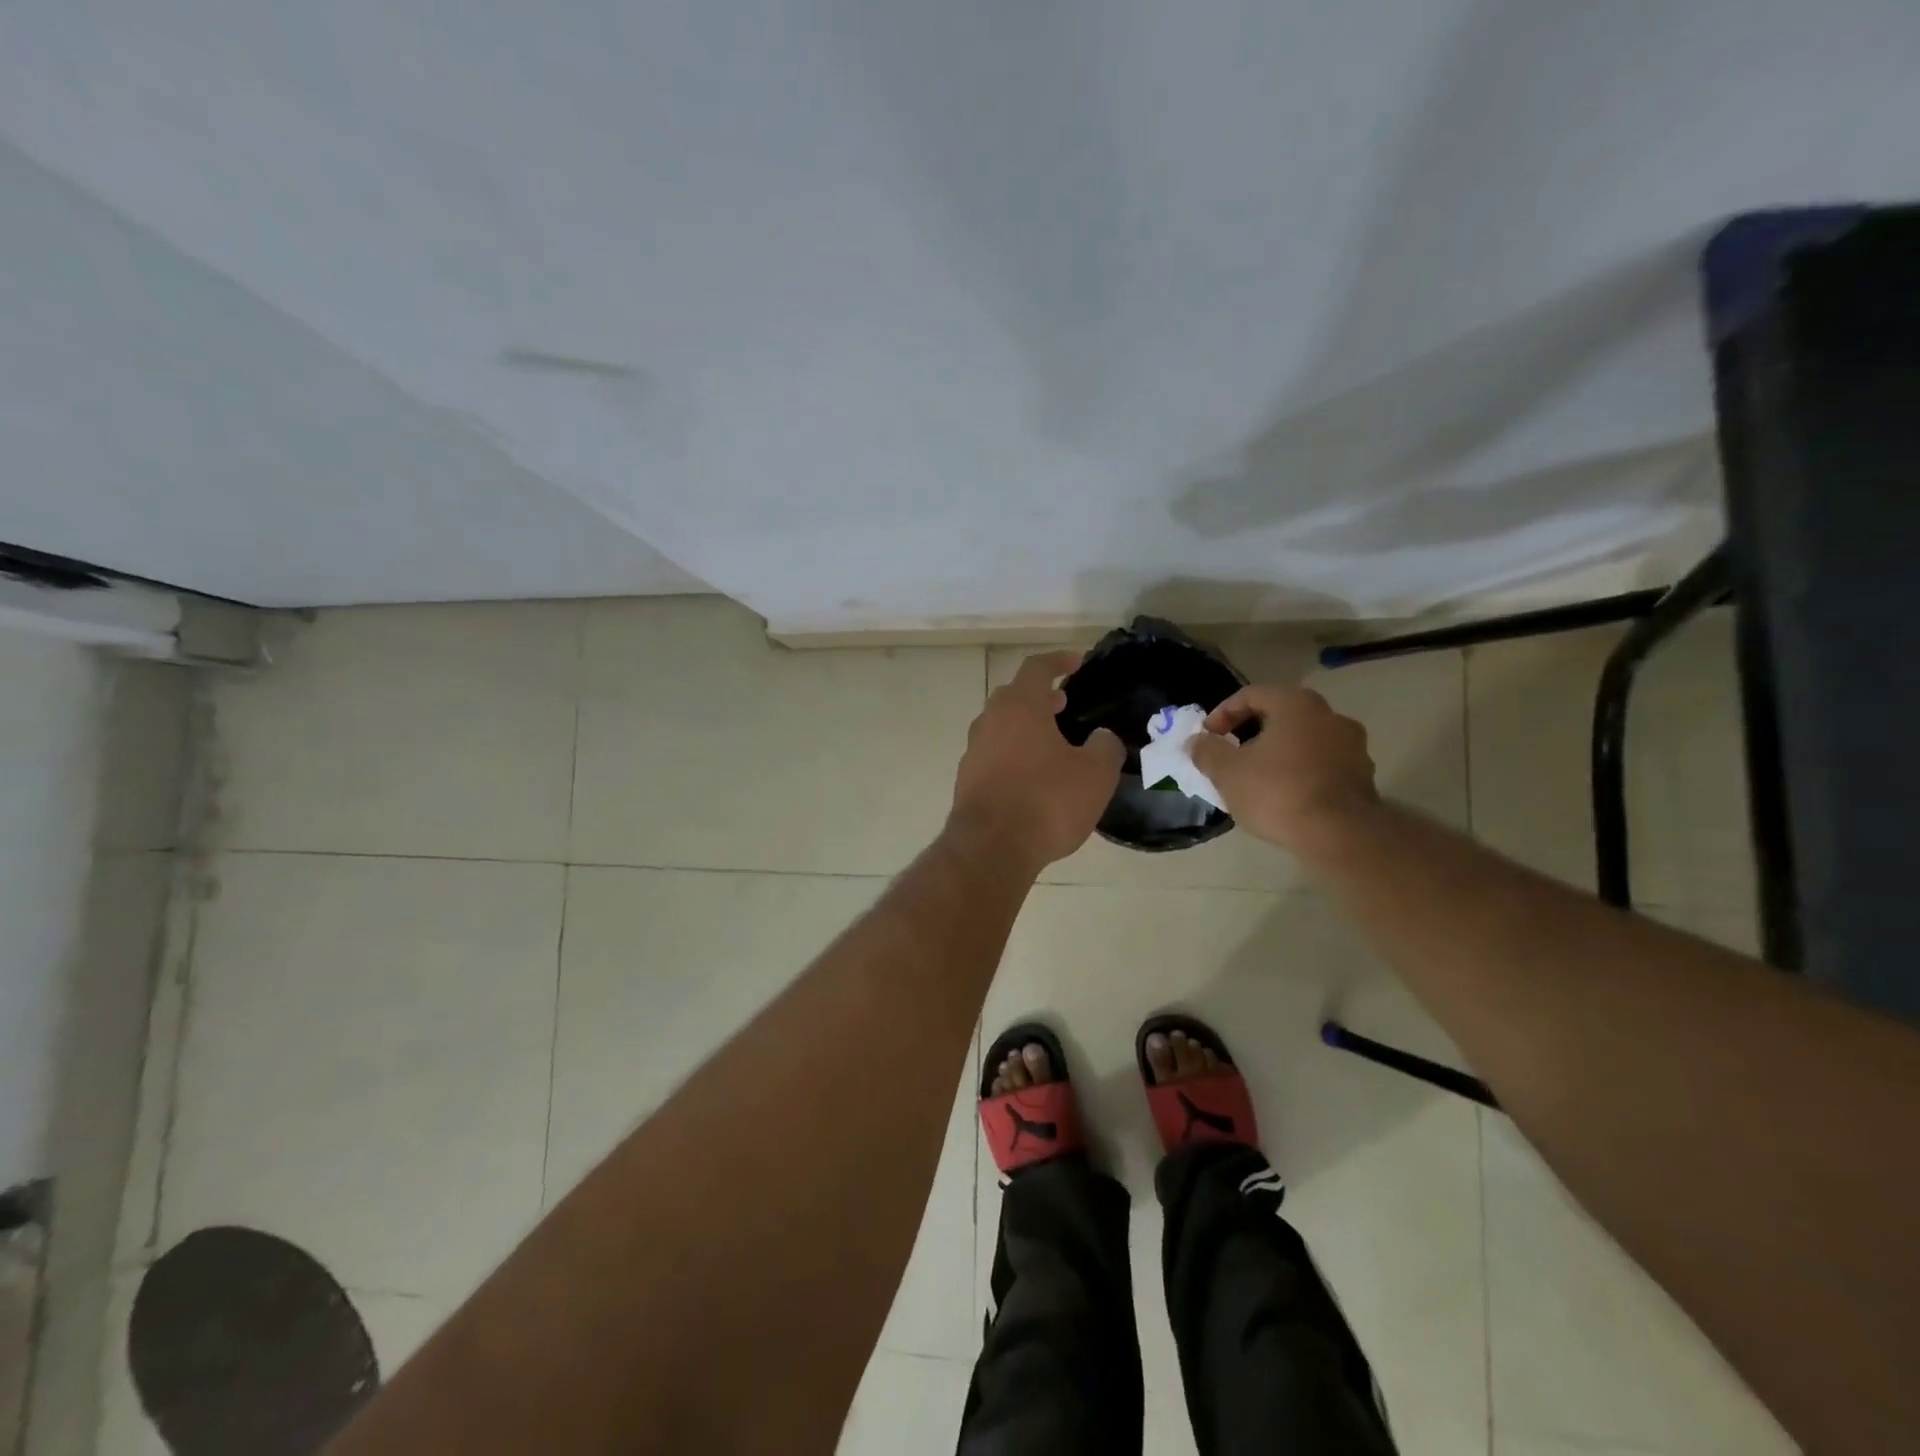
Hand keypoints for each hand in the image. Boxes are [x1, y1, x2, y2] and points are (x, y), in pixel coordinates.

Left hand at [949, 651, 1125, 870]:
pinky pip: (993, 756)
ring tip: (1052, 743)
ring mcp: (973, 751)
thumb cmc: (1047, 800)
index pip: (1037, 668)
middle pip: (1014, 696)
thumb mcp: (1095, 773)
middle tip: (1064, 704)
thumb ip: (1105, 747)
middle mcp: (989, 721)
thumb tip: (1102, 738)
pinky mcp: (966, 781)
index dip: (1059, 660)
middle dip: (1040, 696)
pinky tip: (1032, 778)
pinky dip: (1013, 755)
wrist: (991, 848)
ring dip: (1025, 727)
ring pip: (1000, 726)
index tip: (1077, 662)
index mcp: (1019, 706)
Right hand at [1188, 685, 1377, 852]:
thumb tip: (1196, 741)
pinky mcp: (1362, 774)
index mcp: (1296, 704)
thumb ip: (1207, 751)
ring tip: (1256, 779)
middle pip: (1280, 715)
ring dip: (1277, 752)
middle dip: (1251, 733)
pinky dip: (1299, 771)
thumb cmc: (1277, 793)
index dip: (1222, 713)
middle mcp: (1329, 715)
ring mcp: (1352, 745)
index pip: (1251, 694)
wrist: (1340, 835)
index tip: (1207, 738)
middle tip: (1230, 755)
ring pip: (1303, 740)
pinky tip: (1284, 795)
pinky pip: (1321, 763)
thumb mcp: (1227, 772)